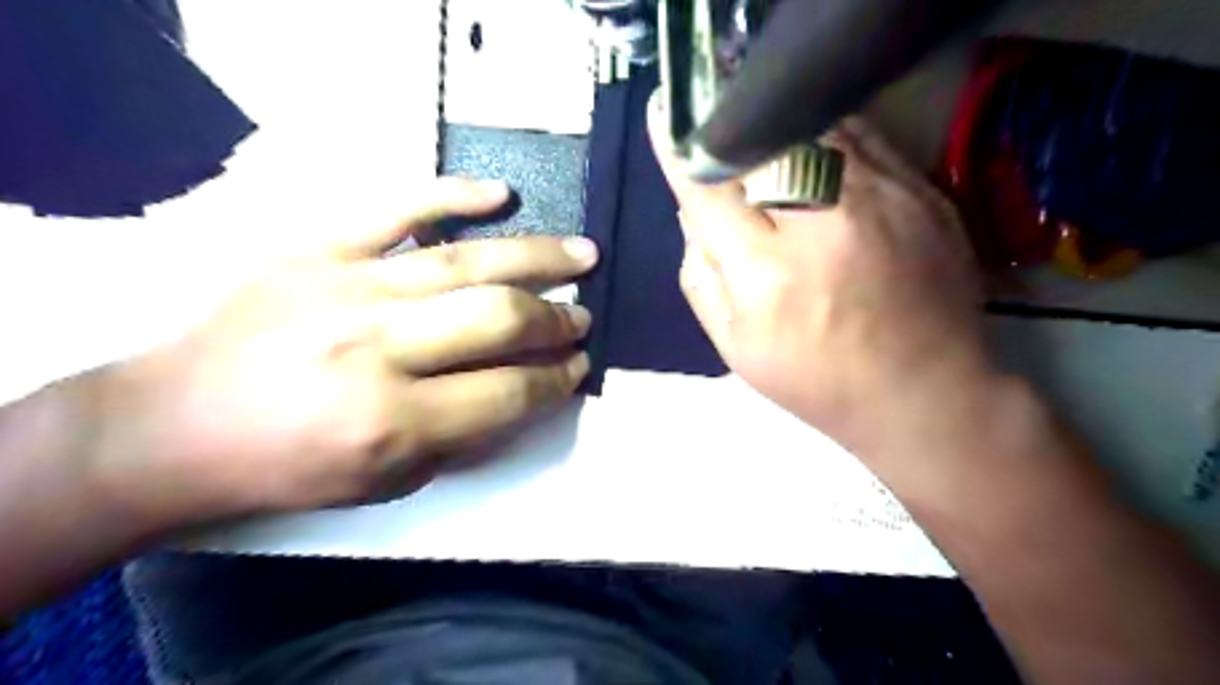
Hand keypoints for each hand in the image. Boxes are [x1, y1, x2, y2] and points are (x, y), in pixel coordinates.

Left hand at [81, 177, 597, 523]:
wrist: (173, 426)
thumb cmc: (288, 467)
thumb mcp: (388, 482)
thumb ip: (465, 436)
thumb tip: (527, 391)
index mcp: (393, 421)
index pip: (508, 392)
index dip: (557, 379)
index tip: (579, 365)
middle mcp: (377, 349)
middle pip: (497, 319)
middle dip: (556, 320)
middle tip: (583, 316)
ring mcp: (346, 287)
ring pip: (466, 262)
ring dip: (538, 257)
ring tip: (583, 253)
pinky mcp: (315, 249)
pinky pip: (397, 209)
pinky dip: (454, 196)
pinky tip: (502, 195)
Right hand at [648, 95, 988, 449]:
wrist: (924, 393)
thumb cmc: (817, 380)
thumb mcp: (735, 346)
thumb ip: (701, 277)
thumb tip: (693, 215)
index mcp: (768, 271)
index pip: (709, 188)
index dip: (680, 152)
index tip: (662, 117)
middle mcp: (824, 220)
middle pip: (761, 141)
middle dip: (731, 132)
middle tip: (718, 131)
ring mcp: (883, 197)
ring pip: (814, 126)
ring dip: (779, 128)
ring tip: (768, 141)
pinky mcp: (923, 189)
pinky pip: (863, 136)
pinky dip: (828, 136)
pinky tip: (817, 157)